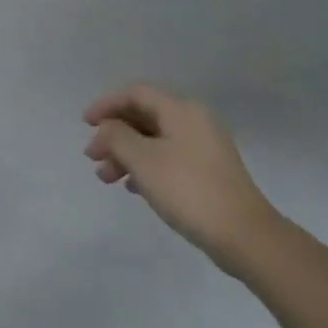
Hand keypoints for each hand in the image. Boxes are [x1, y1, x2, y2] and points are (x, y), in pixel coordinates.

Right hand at [83, 82, 283, 272]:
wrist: (242, 234)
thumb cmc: (187, 189)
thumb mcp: (142, 160)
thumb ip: (116, 137)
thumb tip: (107, 128)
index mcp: (181, 110)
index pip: (136, 93)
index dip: (107, 104)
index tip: (85, 124)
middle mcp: (194, 121)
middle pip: (144, 116)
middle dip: (113, 134)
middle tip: (92, 157)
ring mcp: (203, 147)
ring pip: (153, 140)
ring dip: (125, 154)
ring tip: (106, 178)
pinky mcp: (207, 171)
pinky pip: (167, 158)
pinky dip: (144, 166)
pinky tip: (132, 187)